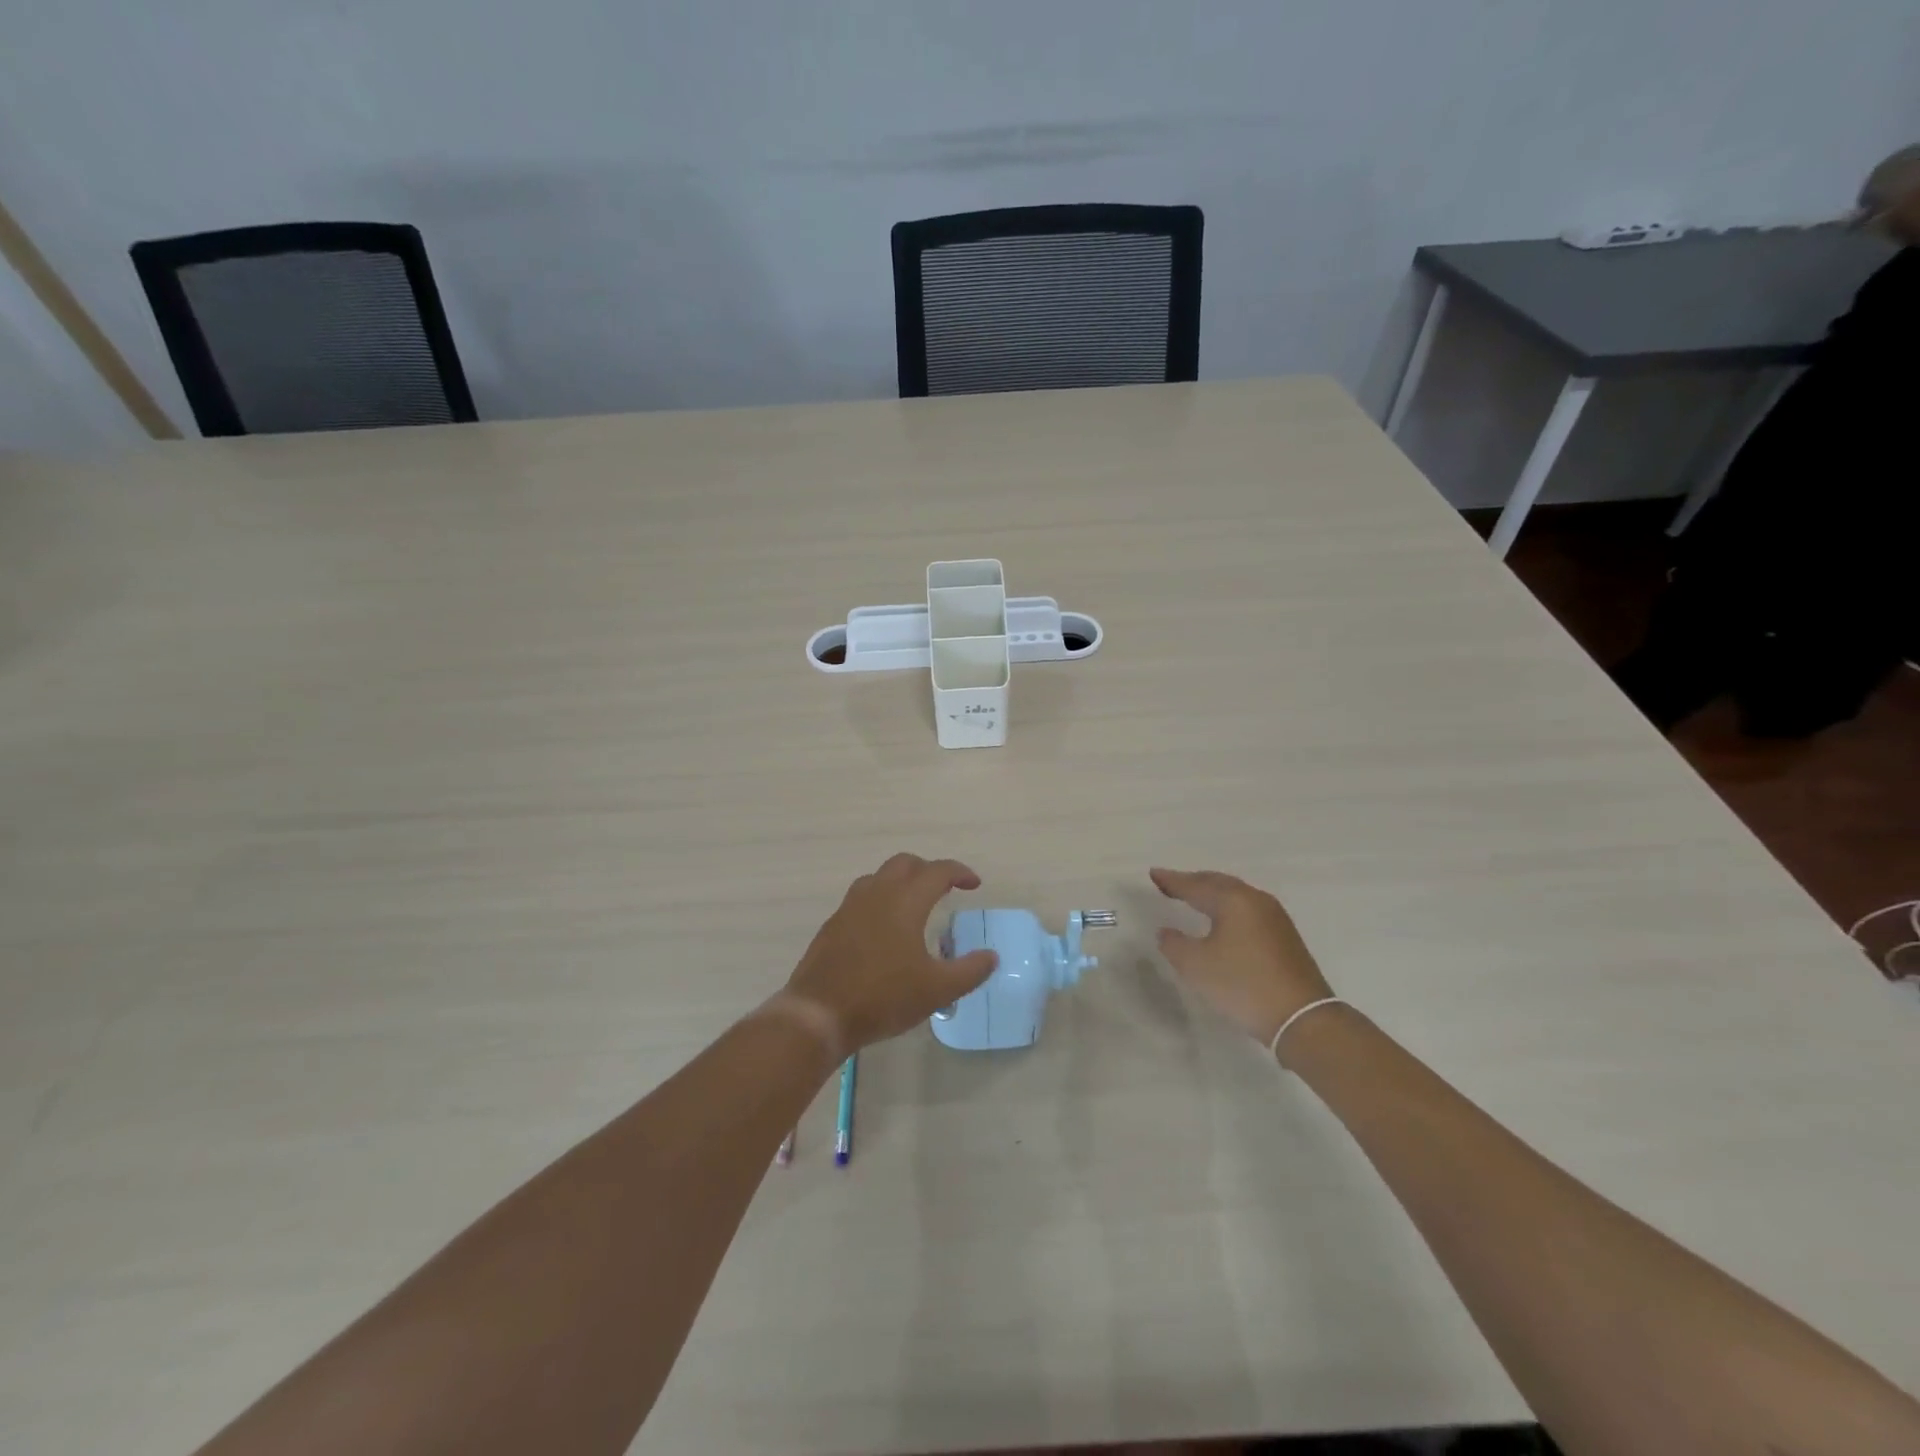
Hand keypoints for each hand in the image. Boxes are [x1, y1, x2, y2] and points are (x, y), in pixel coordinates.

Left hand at [782, 854, 998, 1054]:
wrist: (819, 1013)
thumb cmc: (883, 997)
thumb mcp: (937, 990)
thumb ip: (969, 971)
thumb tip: (991, 956)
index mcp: (905, 901)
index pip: (937, 871)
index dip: (960, 873)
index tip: (974, 885)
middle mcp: (876, 893)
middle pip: (905, 863)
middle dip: (928, 870)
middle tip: (945, 890)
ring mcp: (850, 907)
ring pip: (879, 876)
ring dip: (901, 881)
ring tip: (915, 905)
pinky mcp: (833, 924)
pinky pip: (861, 897)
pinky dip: (880, 899)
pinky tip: (884, 929)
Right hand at [1150, 867, 1333, 1045]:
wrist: (1302, 1017)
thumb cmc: (1243, 984)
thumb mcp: (1197, 966)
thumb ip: (1174, 944)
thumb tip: (1166, 932)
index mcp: (1233, 900)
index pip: (1195, 885)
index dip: (1172, 880)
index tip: (1153, 874)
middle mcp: (1256, 900)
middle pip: (1218, 883)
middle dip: (1193, 882)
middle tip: (1170, 883)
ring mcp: (1275, 917)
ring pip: (1235, 895)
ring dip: (1212, 894)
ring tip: (1193, 897)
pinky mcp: (1284, 935)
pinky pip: (1247, 909)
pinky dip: (1228, 907)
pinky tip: (1222, 920)